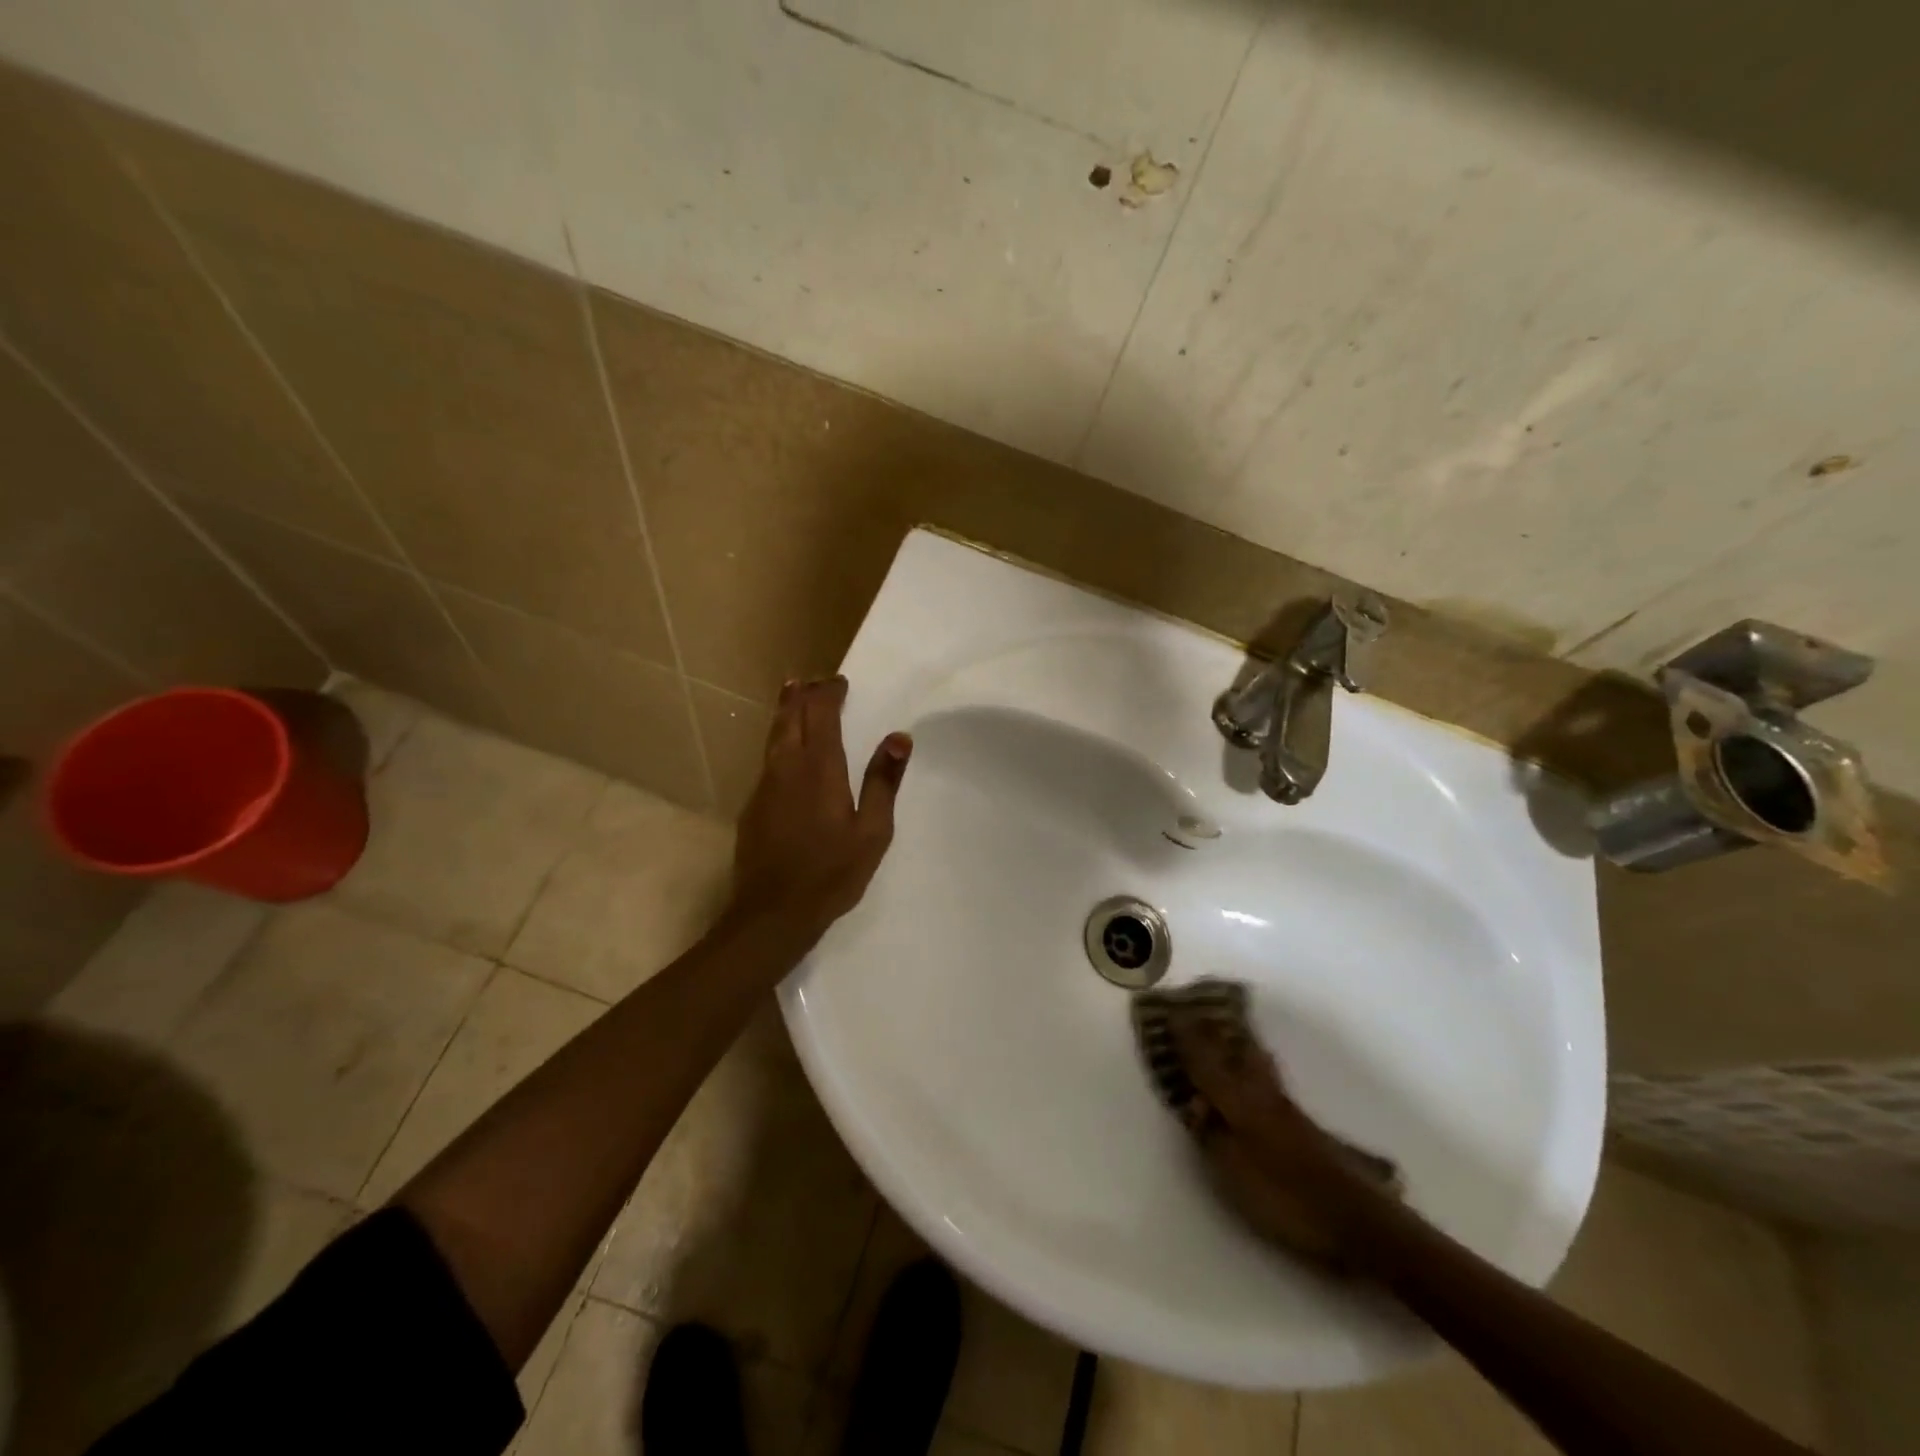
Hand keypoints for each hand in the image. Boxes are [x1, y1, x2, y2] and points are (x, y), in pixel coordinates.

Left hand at [730, 676, 911, 937]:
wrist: (772, 912)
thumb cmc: (831, 873)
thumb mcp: (872, 832)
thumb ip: (884, 782)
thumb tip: (899, 737)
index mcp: (820, 768)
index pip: (821, 714)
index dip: (829, 693)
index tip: (839, 681)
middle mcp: (787, 767)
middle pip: (790, 717)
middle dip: (801, 694)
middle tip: (812, 679)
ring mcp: (765, 785)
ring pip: (773, 735)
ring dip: (785, 711)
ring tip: (792, 695)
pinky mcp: (753, 805)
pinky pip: (767, 758)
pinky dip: (778, 739)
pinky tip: (785, 750)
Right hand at [1171, 1015, 1399, 1273]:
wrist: (1360, 1224)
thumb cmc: (1287, 1198)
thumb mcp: (1234, 1171)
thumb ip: (1210, 1133)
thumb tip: (1195, 1102)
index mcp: (1241, 1102)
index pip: (1207, 1062)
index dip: (1188, 1038)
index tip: (1172, 1011)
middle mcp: (1264, 1096)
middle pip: (1238, 1052)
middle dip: (1217, 1031)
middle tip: (1200, 1012)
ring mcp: (1289, 1111)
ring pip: (1257, 1064)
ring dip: (1239, 1045)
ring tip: (1226, 1032)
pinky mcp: (1307, 1129)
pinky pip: (1269, 1081)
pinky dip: (1256, 1066)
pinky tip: (1257, 1071)